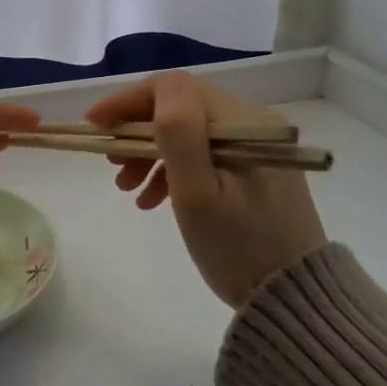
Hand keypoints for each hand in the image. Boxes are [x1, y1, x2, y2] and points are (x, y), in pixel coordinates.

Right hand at [88, 72, 326, 307]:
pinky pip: (204, 154)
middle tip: (109, 163)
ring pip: (189, 131)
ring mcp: (255, 145)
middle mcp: (252, 121)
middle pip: (180, 107)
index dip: (127, 100)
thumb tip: (157, 91)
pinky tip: (154, 199)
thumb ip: (178, 135)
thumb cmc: (238, 246)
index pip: (173, 88)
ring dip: (151, 153)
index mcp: (242, 120)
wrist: (292, 297)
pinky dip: (174, 169)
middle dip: (137, 131)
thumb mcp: (198, 194)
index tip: (94, 125)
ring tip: (127, 189)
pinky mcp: (254, 168)